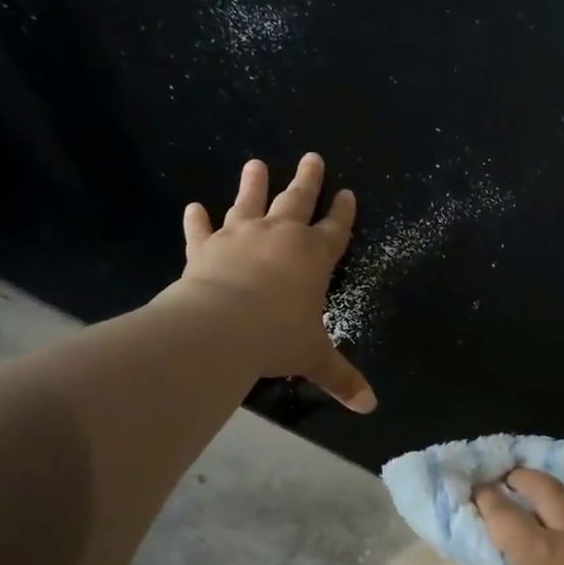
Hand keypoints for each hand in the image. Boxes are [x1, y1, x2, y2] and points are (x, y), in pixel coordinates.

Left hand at [168, 153, 375, 412]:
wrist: (220, 328)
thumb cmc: (277, 337)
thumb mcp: (315, 358)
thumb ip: (342, 378)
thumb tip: (370, 407)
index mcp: (314, 257)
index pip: (335, 230)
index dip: (343, 213)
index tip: (347, 193)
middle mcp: (280, 237)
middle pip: (297, 201)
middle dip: (307, 180)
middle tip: (312, 157)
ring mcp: (240, 237)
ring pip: (249, 203)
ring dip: (254, 184)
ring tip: (255, 163)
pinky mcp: (206, 248)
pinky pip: (202, 231)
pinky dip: (198, 220)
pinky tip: (193, 207)